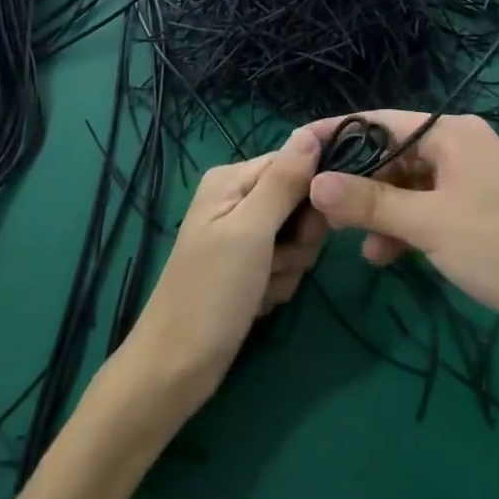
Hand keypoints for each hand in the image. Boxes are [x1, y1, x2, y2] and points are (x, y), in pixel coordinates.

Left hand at [121, 128, 326, 421]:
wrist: (176, 367)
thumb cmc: (211, 292)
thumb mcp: (251, 230)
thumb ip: (284, 180)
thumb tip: (311, 131)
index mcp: (232, 179)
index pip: (295, 161)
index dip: (315, 188)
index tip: (322, 217)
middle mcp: (238, 200)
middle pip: (300, 201)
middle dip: (300, 236)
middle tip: (278, 258)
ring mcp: (243, 237)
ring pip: (298, 237)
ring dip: (289, 265)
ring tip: (261, 285)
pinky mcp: (249, 269)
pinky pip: (287, 264)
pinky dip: (279, 284)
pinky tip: (258, 301)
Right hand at [305, 112, 498, 358]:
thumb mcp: (427, 223)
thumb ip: (369, 202)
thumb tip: (315, 182)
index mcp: (453, 133)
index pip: (381, 122)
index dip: (338, 135)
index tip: (297, 150)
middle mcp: (461, 147)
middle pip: (393, 154)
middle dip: (358, 183)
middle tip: (318, 206)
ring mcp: (469, 180)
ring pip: (407, 186)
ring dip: (379, 212)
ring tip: (353, 242)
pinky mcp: (475, 212)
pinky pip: (426, 209)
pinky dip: (405, 227)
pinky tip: (384, 256)